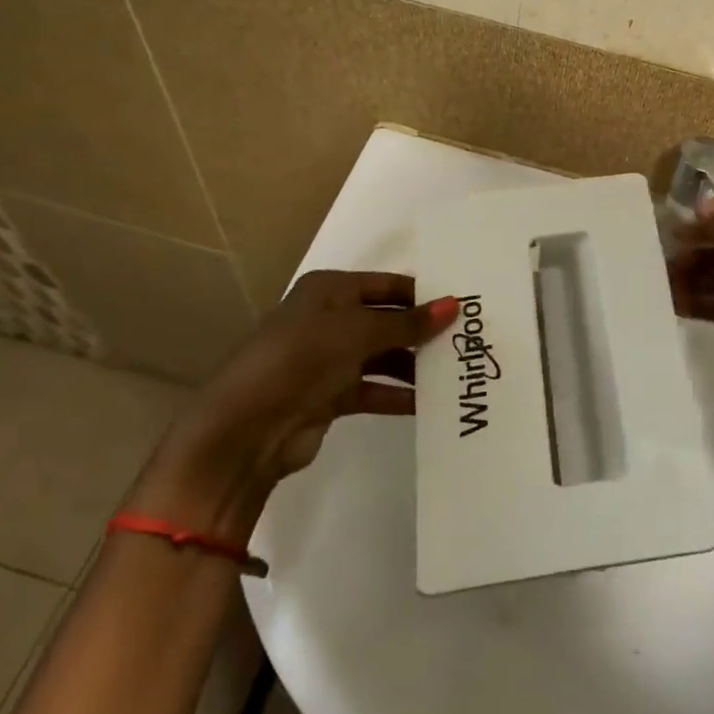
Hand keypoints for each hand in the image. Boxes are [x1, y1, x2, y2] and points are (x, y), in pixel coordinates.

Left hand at [132, 272, 458, 536]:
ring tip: (455, 373)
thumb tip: (455, 305)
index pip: (387, 284)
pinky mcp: (330, 396)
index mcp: (329, 290)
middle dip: (423, 331)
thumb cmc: (300, 359)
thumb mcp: (357, 332)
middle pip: (387, 320)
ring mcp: (329, 359)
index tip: (464, 306)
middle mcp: (330, 319)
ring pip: (383, 356)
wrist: (245, 429)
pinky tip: (430, 403)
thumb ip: (408, 322)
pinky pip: (374, 389)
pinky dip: (398, 395)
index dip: (422, 294)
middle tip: (468, 341)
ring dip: (414, 365)